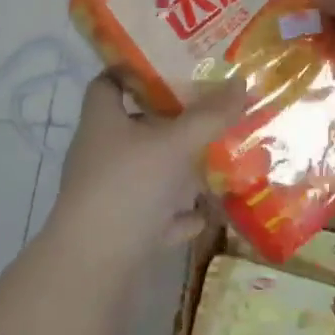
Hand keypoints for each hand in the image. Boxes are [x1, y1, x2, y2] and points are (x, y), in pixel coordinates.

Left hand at [49, 73, 246, 258]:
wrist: (92, 267)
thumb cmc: (128, 187)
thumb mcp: (175, 145)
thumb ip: (210, 115)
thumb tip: (242, 82)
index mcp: (102, 121)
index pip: (108, 82)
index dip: (134, 71)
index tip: (170, 66)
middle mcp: (99, 153)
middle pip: (133, 126)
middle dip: (169, 120)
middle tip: (207, 110)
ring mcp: (105, 194)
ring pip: (144, 171)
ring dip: (175, 168)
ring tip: (213, 159)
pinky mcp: (116, 229)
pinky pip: (151, 214)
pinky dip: (174, 213)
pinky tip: (201, 215)